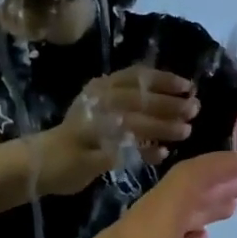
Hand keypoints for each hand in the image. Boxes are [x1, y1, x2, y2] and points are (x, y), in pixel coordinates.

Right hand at [35, 66, 199, 194]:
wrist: (42, 161)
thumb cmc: (81, 134)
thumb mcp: (104, 107)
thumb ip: (132, 101)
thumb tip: (178, 100)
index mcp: (100, 87)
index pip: (136, 76)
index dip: (165, 80)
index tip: (188, 86)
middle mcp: (96, 102)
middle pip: (139, 98)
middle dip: (169, 104)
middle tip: (193, 110)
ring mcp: (91, 128)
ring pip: (133, 122)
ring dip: (162, 126)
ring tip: (185, 132)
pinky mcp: (90, 154)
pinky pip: (125, 151)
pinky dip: (146, 151)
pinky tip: (162, 154)